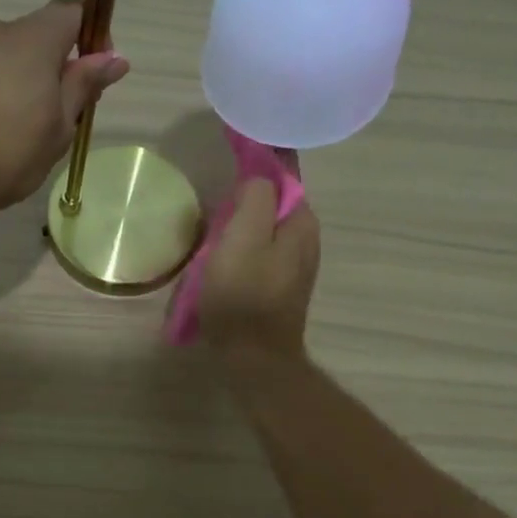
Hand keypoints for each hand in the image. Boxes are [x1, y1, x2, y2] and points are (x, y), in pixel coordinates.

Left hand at [0, 0, 129, 217]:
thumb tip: (114, 57)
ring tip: (28, 133)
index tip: (96, 74)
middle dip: (60, 66)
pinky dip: (1, 93)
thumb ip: (83, 86)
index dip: (93, 34)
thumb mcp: (58, 127)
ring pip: (13, 56)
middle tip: (65, 116)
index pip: (74, 6)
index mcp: (35, 37)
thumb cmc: (5, 152)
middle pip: (42, 34)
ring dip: (29, 83)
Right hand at [199, 178, 319, 360]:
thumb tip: (258, 178)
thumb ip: (254, 199)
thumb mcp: (243, 237)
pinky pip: (257, 256)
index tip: (233, 158)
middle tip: (214, 210)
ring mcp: (293, 268)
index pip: (285, 176)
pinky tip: (218, 265)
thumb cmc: (243, 296)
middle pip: (272, 205)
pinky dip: (239, 253)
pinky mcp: (278, 289)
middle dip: (245, 202)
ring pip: (262, 232)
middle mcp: (305, 241)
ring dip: (238, 230)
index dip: (260, 163)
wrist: (253, 359)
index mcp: (301, 223)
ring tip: (211, 238)